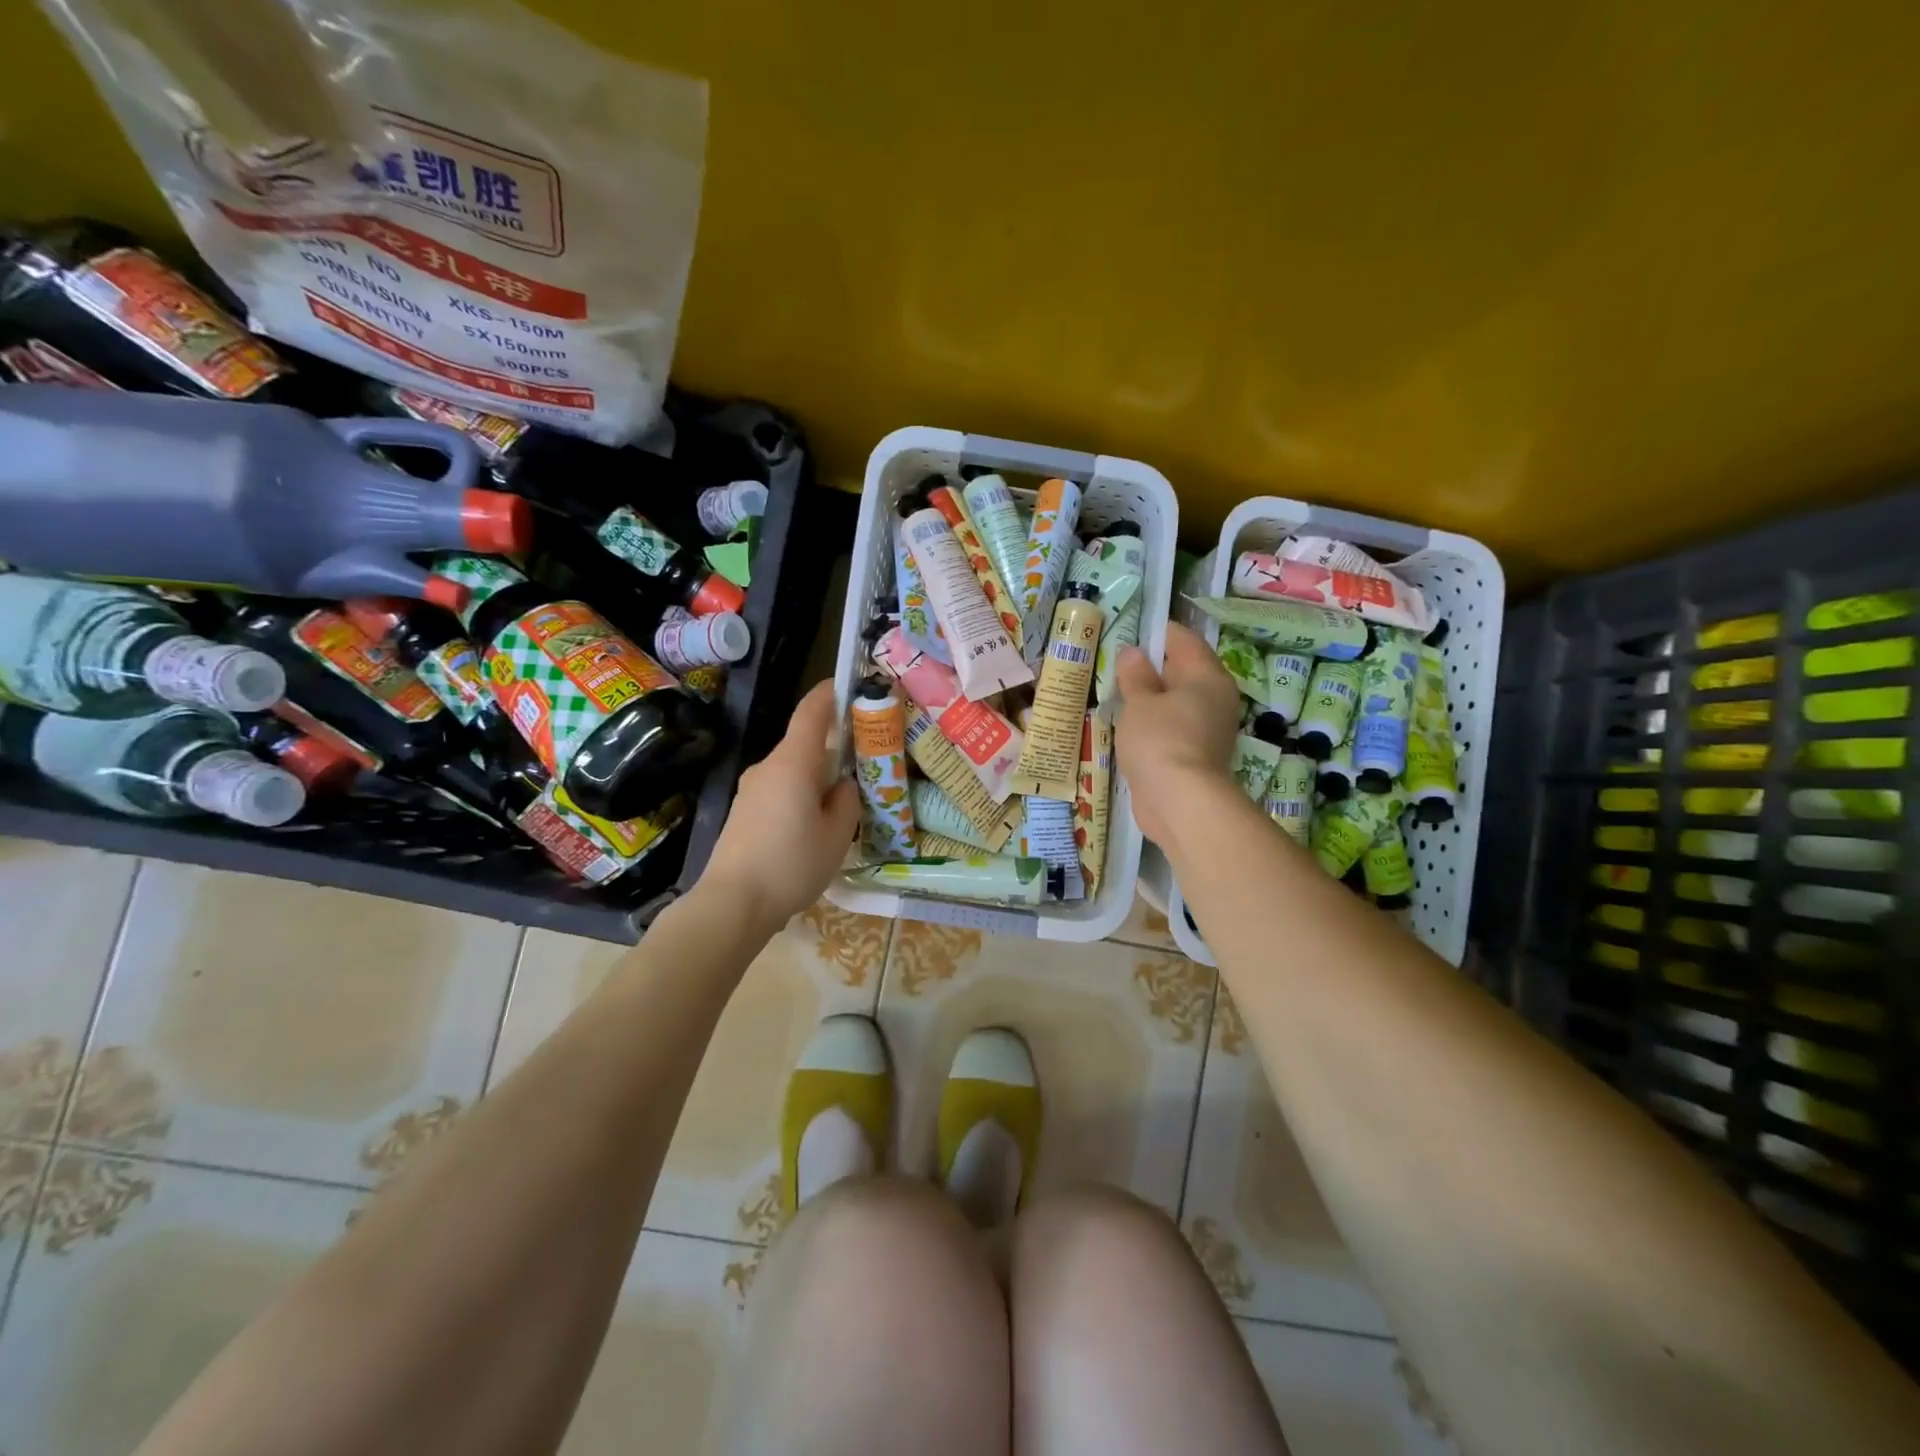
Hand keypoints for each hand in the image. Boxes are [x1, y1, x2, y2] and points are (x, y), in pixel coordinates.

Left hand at [701, 681, 859, 933]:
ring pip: (792, 770)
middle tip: (864, 761)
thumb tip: (842, 785)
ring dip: (817, 776)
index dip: (830, 693)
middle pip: (804, 742)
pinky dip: (800, 795)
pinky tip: (813, 826)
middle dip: (833, 746)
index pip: (812, 712)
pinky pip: (779, 790)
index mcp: (793, 763)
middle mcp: (768, 766)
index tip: (849, 684)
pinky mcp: (743, 812)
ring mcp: (751, 789)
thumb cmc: (791, 864)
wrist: (732, 903)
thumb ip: (847, 801)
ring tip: (842, 803)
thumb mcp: (836, 835)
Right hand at [1114, 622, 1240, 847]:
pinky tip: (1130, 727)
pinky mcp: (1196, 754)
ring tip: (1118, 696)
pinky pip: (1173, 727)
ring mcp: (1208, 729)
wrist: (1181, 802)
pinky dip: (1154, 724)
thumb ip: (1135, 675)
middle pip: (1182, 671)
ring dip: (1151, 699)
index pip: (1183, 640)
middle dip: (1151, 667)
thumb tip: (1133, 652)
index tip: (1127, 634)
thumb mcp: (1139, 702)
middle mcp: (1215, 698)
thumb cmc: (1160, 740)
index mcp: (1207, 676)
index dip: (1155, 633)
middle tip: (1116, 666)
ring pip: (1177, 702)